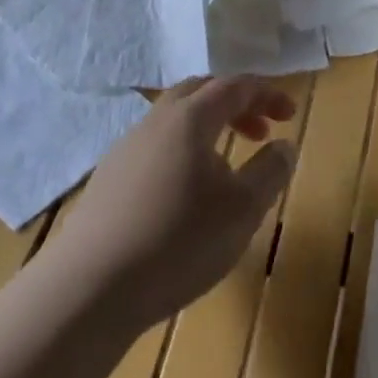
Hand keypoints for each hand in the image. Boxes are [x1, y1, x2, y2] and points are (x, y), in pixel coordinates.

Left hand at [44, 76, 297, 326]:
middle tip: (260, 130)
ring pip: (173, 120)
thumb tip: (284, 146)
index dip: (267, 93)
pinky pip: (154, 147)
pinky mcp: (106, 181)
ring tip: (227, 164)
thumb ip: (270, 171)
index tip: (290, 114)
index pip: (235, 85)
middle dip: (236, 103)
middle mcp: (155, 122)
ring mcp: (124, 150)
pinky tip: (186, 192)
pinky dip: (182, 151)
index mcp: (191, 118)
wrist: (87, 291)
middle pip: (200, 92)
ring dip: (208, 128)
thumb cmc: (178, 241)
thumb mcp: (243, 209)